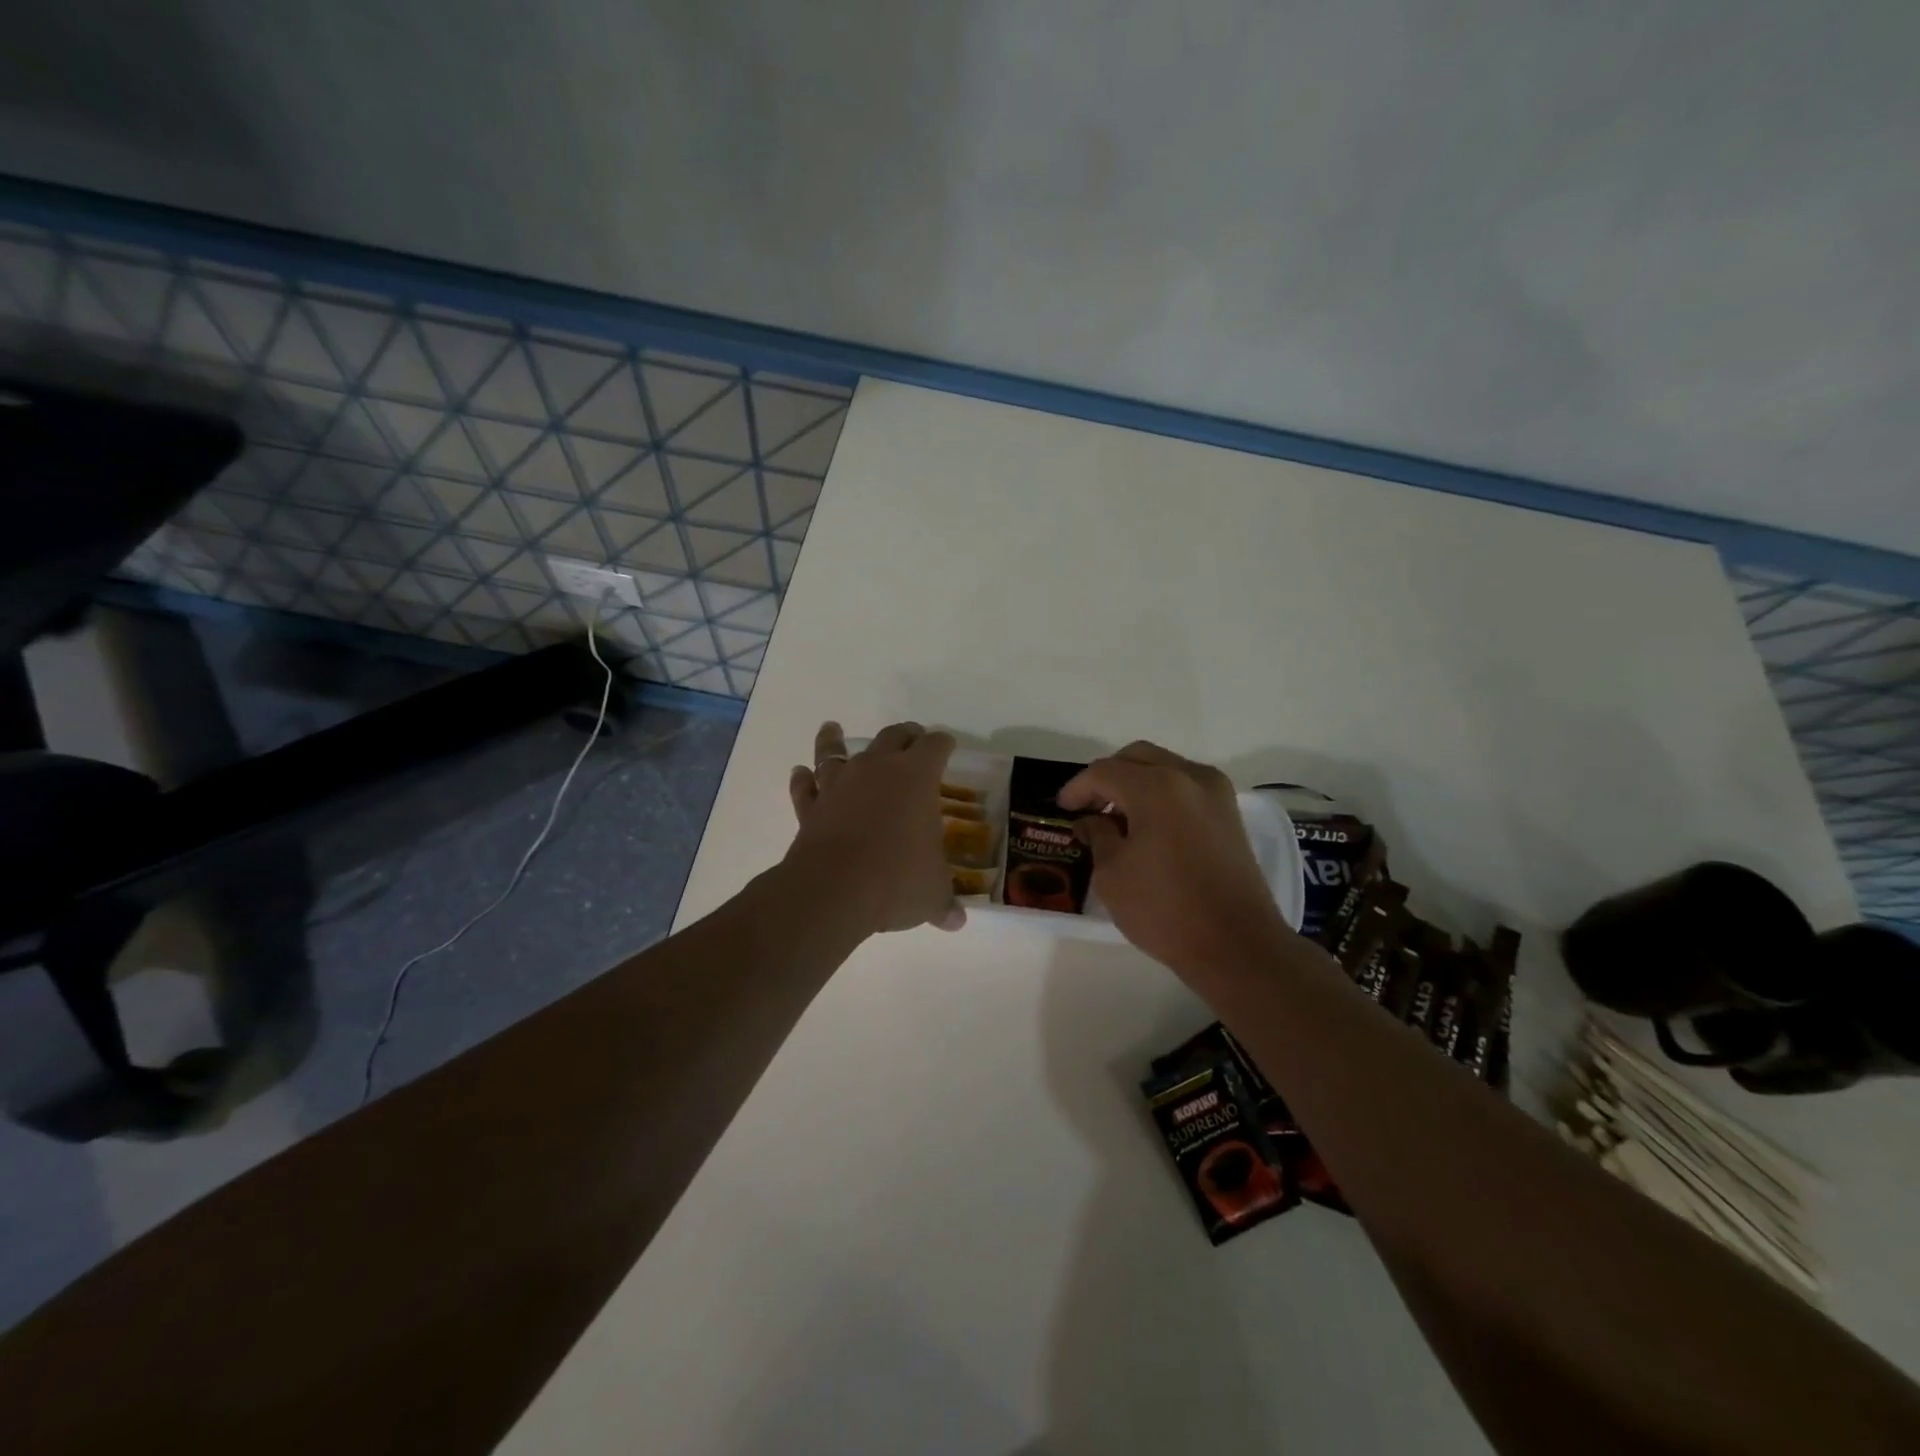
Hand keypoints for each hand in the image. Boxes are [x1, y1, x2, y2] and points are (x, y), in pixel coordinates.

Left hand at [786, 721, 965, 935]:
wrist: (835, 888)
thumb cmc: (897, 880)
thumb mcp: (931, 893)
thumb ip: (944, 902)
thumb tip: (957, 922)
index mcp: (917, 777)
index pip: (935, 746)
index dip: (943, 743)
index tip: (948, 745)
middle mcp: (878, 768)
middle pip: (893, 736)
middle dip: (905, 735)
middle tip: (912, 738)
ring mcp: (840, 783)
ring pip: (836, 750)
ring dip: (835, 740)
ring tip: (833, 730)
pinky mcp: (811, 806)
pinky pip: (806, 786)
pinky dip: (803, 779)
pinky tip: (800, 773)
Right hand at [1059, 741, 1288, 978]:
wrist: (1236, 945)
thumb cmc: (1165, 910)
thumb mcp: (1112, 874)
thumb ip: (1098, 836)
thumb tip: (1091, 821)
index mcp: (1156, 787)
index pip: (1104, 772)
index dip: (1077, 788)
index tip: (1062, 808)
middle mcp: (1189, 777)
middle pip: (1137, 758)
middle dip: (1108, 776)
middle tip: (1088, 806)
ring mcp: (1216, 793)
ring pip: (1165, 768)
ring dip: (1136, 782)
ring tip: (1116, 817)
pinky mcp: (1229, 814)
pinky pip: (1186, 786)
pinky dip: (1161, 794)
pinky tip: (1146, 824)